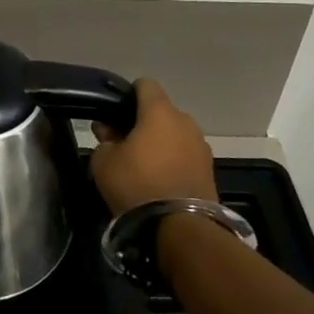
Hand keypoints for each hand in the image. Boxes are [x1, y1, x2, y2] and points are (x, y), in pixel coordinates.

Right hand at [90, 79, 218, 216]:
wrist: (180, 228)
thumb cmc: (137, 184)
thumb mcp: (103, 162)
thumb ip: (104, 140)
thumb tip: (110, 133)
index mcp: (160, 111)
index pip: (145, 84)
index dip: (128, 95)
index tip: (115, 114)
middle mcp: (185, 121)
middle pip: (161, 112)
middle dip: (142, 123)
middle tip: (123, 143)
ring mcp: (201, 146)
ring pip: (175, 134)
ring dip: (160, 143)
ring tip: (143, 166)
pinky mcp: (210, 170)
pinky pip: (185, 155)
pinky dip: (173, 161)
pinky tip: (160, 181)